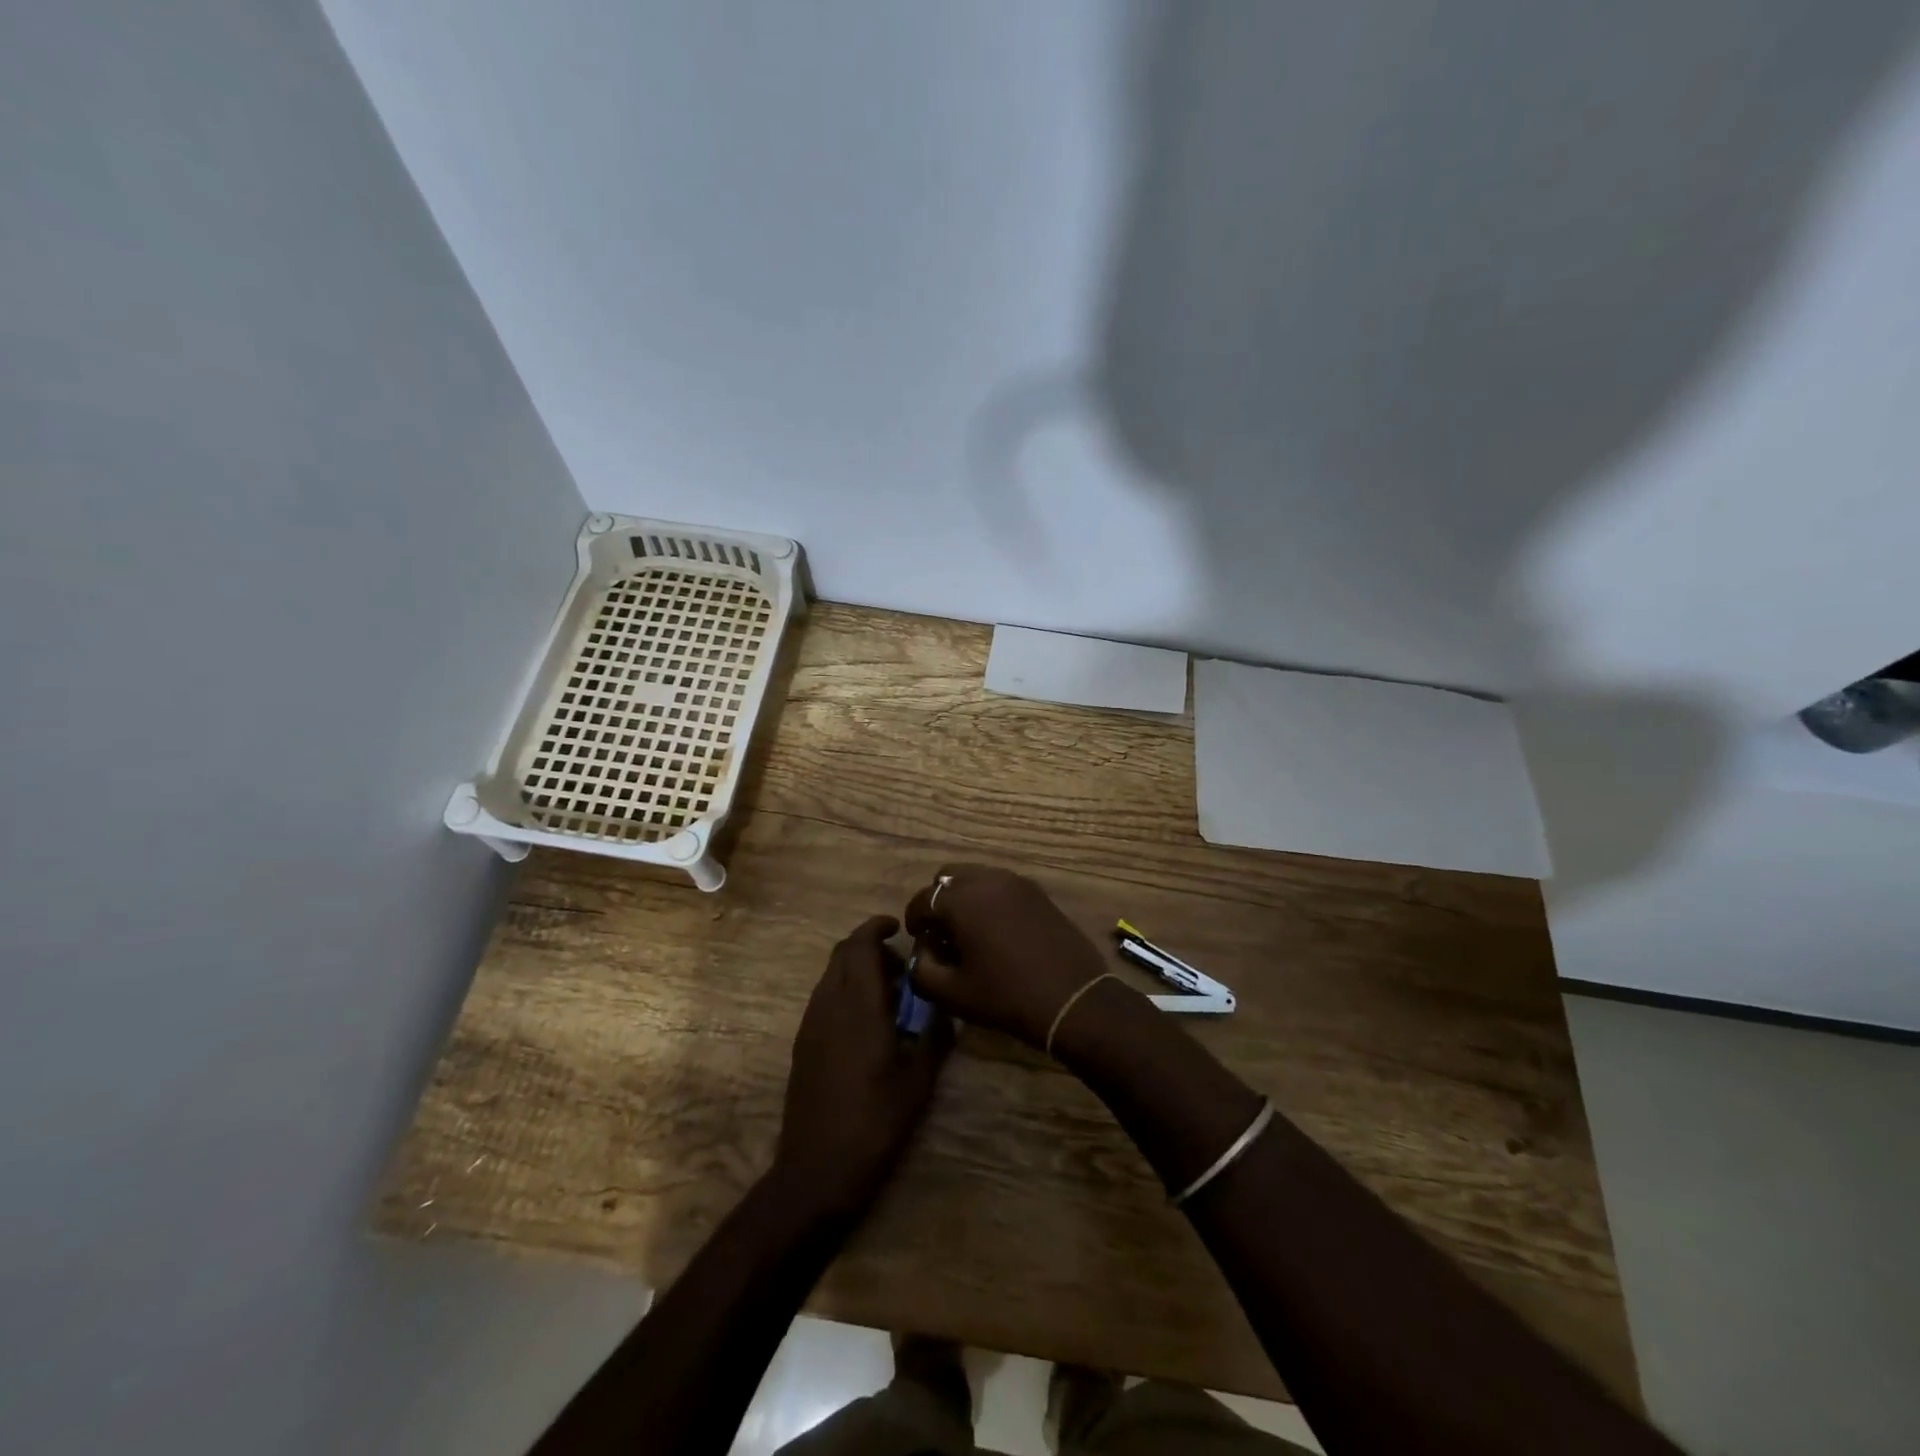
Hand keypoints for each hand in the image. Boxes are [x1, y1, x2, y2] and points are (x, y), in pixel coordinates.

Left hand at [770, 916, 952, 1222]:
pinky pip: (824, 998)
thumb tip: (944, 1009)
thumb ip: (934, 1037)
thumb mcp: (919, 1080)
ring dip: (856, 970)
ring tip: (888, 995)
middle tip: (900, 966)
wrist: (817, 1169)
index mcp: (858, 1005)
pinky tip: (867, 1023)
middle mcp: (829, 1004)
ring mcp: (811, 1024)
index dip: (876, 927)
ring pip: (831, 975)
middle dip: (869, 947)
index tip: (897, 927)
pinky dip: (845, 992)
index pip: (860, 945)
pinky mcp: (803, 1044)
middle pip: (842, 953)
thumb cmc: (875, 1122)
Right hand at [904, 865, 1108, 1048]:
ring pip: (976, 877)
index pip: (923, 899)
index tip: (919, 942)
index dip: (915, 921)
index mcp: (961, 899)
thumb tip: (922, 953)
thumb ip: (922, 970)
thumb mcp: (953, 993)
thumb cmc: (1006, 996)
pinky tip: (998, 931)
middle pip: (948, 877)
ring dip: (965, 898)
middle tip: (943, 933)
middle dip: (939, 902)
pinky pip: (1002, 885)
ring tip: (970, 933)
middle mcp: (987, 879)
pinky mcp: (1038, 892)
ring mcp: (1016, 882)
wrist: (1072, 998)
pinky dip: (990, 899)